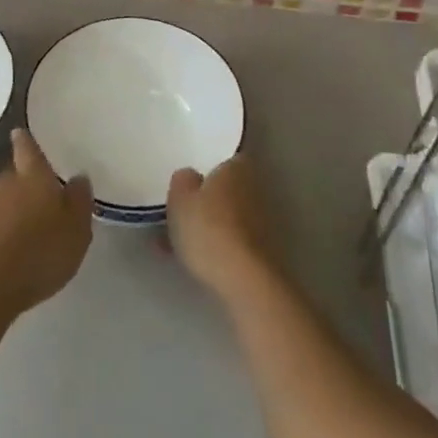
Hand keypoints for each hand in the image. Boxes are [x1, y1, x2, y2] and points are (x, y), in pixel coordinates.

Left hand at [0, 128, 93, 317]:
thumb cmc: (39, 252)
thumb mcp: (76, 230)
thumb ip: (79, 201)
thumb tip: (78, 177)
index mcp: (33, 177)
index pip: (28, 149)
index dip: (26, 141)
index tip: (20, 132)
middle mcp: (5, 185)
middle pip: (14, 177)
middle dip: (25, 184)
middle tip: (41, 198)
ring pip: (2, 202)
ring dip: (12, 210)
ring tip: (28, 229)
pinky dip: (1, 232)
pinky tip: (11, 251)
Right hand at [167, 155, 275, 304]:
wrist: (244, 280)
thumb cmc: (209, 229)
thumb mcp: (180, 198)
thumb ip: (182, 180)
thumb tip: (190, 176)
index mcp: (237, 168)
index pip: (225, 158)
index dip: (207, 167)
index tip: (189, 179)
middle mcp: (254, 189)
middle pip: (225, 188)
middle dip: (205, 199)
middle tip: (178, 210)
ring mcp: (261, 221)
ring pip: (225, 216)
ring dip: (207, 224)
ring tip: (175, 241)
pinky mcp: (261, 250)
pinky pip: (230, 239)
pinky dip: (213, 245)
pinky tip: (191, 259)